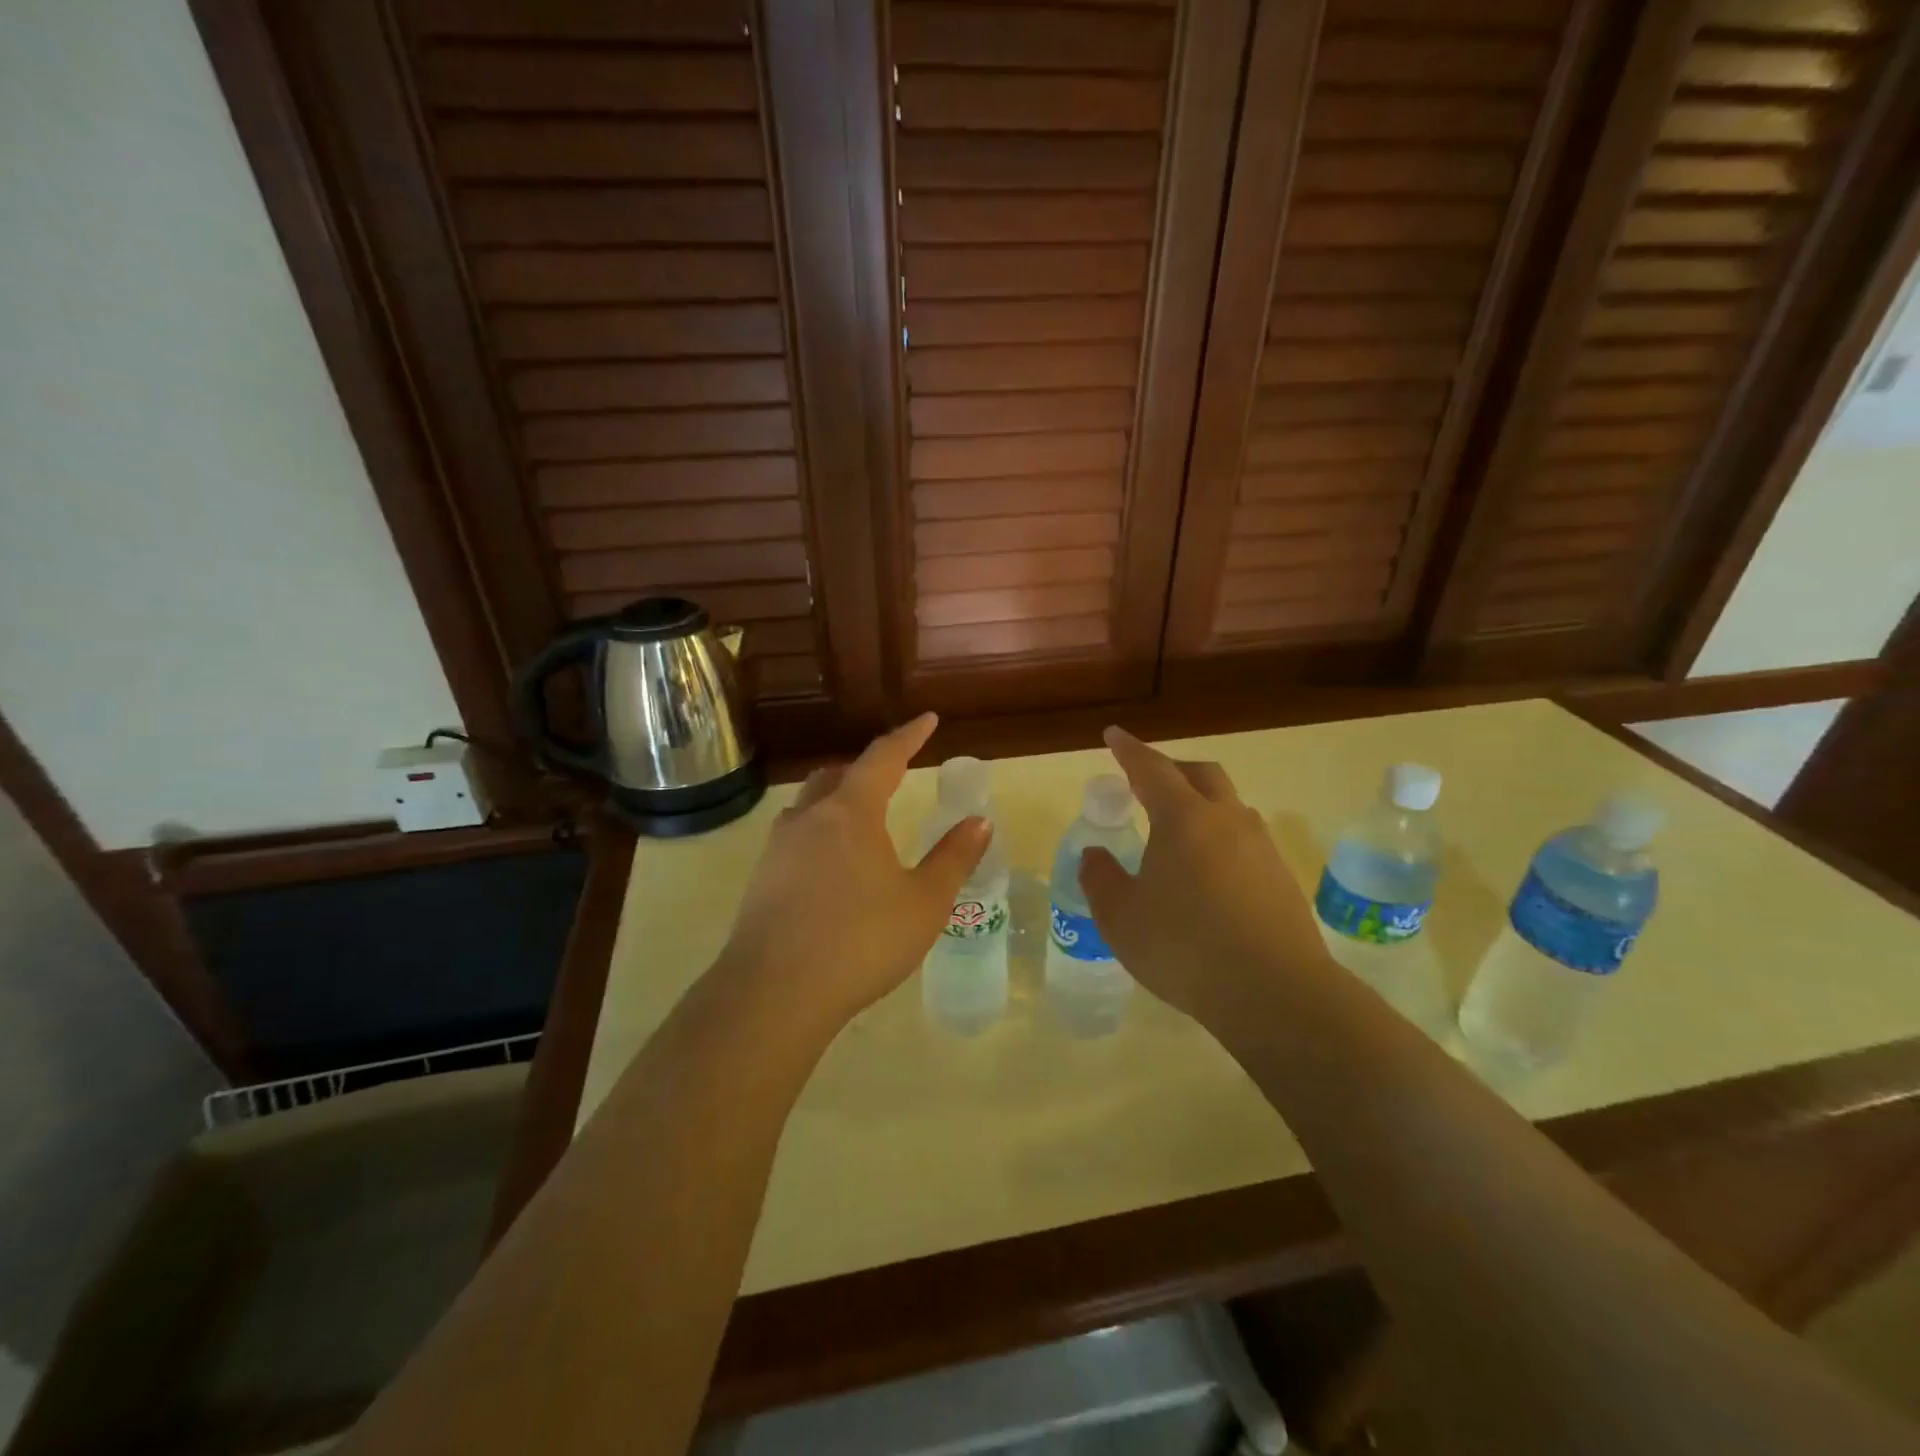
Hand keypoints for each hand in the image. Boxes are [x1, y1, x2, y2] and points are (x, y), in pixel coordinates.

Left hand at [716, 713, 988, 1039]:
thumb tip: (979, 821)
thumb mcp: (923, 902)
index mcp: (851, 812)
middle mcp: (809, 818)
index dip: (908, 736)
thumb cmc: (861, 940)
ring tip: (859, 822)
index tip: (927, 720)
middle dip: (866, 770)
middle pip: (836, 776)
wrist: (775, 993)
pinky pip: (794, 838)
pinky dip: (818, 834)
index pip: (883, 758)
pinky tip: (829, 868)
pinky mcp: (760, 879)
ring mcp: (777, 848)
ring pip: (809, 805)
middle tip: (890, 777)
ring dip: (836, 800)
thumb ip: (953, 858)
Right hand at [1078, 726, 1330, 1032]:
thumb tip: (1095, 856)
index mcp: (1183, 819)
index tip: (1114, 735)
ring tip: (1177, 832)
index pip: (1151, 769)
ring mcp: (1261, 848)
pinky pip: (1245, 839)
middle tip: (1146, 781)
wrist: (1276, 993)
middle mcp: (1226, 820)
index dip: (1129, 750)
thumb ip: (1101, 879)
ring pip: (1229, 805)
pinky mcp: (1282, 878)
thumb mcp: (1121, 917)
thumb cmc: (1184, 947)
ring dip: (1200, 803)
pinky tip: (1208, 873)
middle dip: (1171, 768)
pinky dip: (1220, 837)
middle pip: (1201, 774)